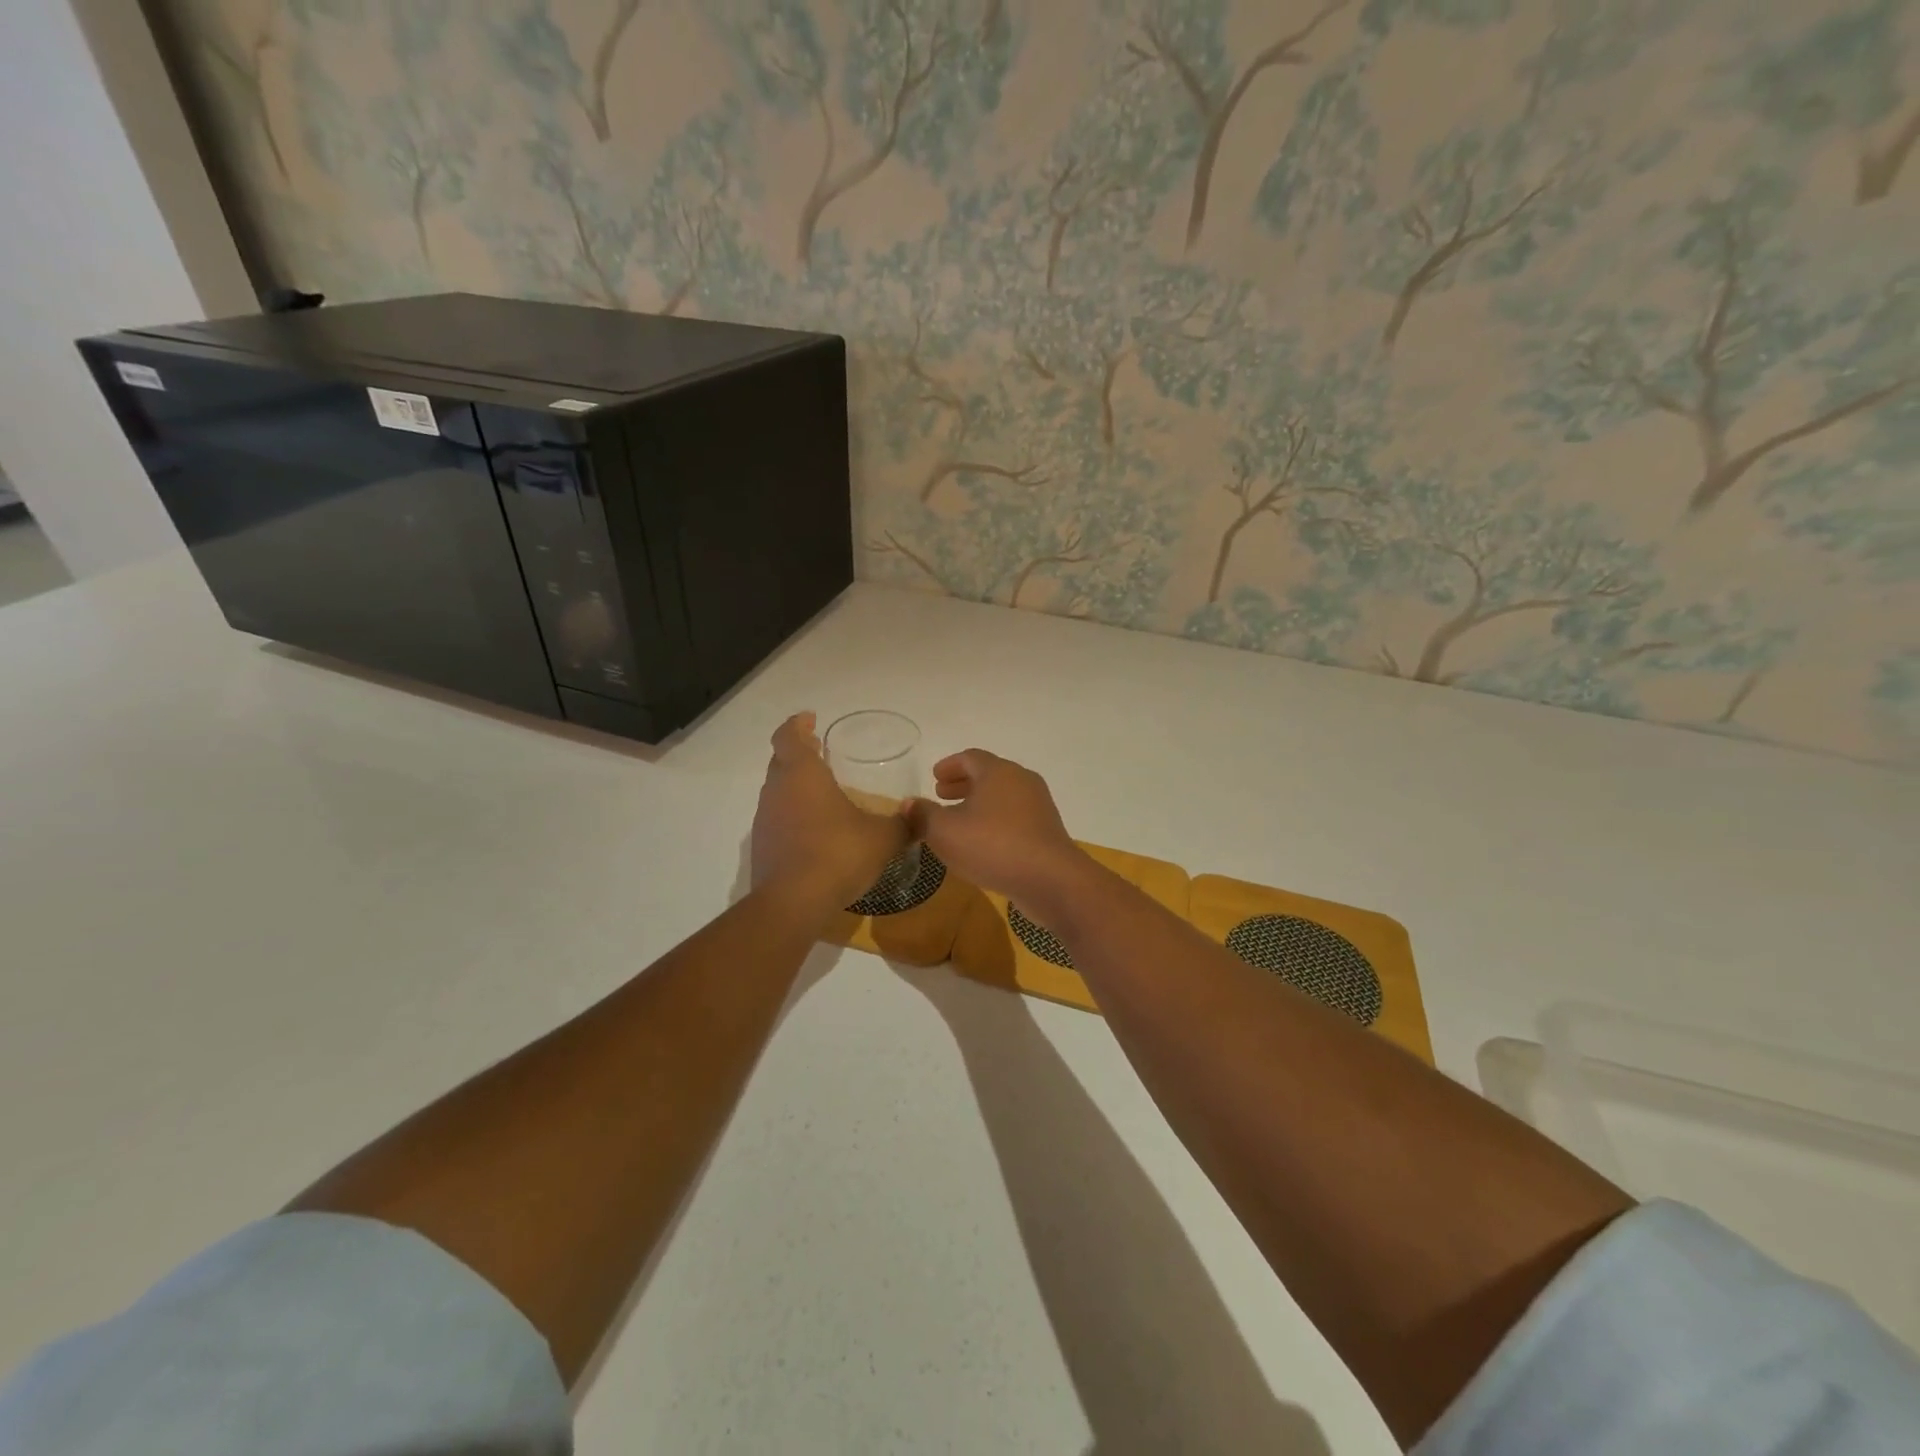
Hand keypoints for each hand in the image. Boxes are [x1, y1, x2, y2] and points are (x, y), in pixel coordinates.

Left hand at [752, 712, 909, 913]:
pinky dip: (793, 816)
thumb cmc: (838, 854)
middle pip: (781, 760)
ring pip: (777, 791)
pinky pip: (777, 819)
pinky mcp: (762, 847)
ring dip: (795, 786)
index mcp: (802, 774)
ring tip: (821, 792)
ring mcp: (765, 819)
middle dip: (799, 753)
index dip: (798, 724)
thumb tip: (920, 816)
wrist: (793, 903)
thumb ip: (903, 824)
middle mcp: (777, 790)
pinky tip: (814, 831)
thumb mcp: (882, 839)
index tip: (810, 719)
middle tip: (819, 751)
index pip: (789, 735)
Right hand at [908, 750, 1088, 908]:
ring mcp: (1038, 806)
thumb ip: (923, 815)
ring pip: (1003, 797)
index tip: (934, 777)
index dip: (949, 766)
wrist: (1051, 880)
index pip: (970, 758)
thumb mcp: (945, 832)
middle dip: (963, 784)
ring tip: (959, 820)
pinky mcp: (1046, 831)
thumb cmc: (993, 846)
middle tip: (942, 795)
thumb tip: (907, 804)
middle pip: (988, 775)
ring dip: (979, 804)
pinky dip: (995, 821)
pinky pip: (1014, 817)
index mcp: (998, 772)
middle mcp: (1021, 781)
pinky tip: (982, 842)